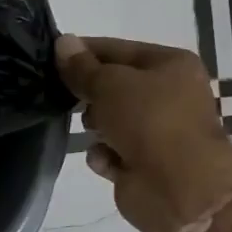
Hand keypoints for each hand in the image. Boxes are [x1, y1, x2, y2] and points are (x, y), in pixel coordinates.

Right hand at [54, 35, 231, 231]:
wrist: (181, 189)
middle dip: (89, 94)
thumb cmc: (150, 121)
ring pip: (109, 120)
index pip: (117, 49)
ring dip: (95, 126)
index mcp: (170, 65)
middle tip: (68, 97)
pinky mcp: (144, 164)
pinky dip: (104, 155)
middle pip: (113, 86)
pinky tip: (104, 159)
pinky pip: (110, 152)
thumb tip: (62, 42)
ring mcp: (157, 132)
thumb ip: (82, 66)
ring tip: (94, 131)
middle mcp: (168, 95)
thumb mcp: (109, 84)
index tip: (50, 57)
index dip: (83, 52)